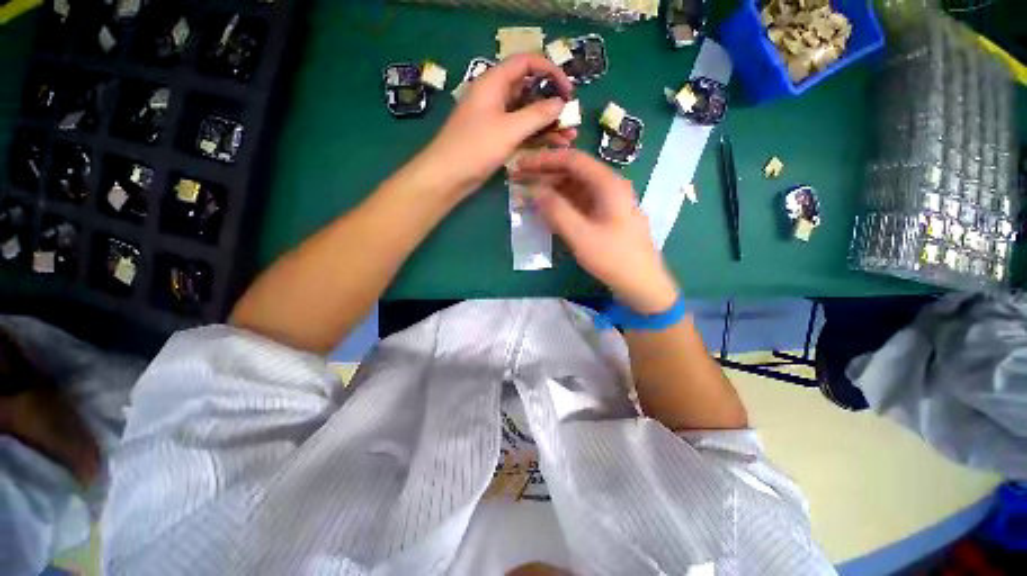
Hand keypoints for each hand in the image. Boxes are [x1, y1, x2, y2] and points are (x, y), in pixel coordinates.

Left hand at [422, 54, 576, 194]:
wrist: (448, 176)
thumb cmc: (476, 147)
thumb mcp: (509, 129)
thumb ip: (537, 115)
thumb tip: (560, 103)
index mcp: (494, 82)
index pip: (527, 63)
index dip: (550, 71)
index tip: (568, 90)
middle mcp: (495, 96)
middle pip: (529, 90)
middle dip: (552, 103)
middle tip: (571, 117)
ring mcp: (495, 119)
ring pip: (526, 114)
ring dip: (547, 124)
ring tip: (569, 137)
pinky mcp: (496, 138)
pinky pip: (520, 132)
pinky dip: (536, 137)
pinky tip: (554, 146)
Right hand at [511, 149, 679, 313]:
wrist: (641, 283)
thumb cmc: (613, 258)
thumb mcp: (580, 235)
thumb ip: (555, 211)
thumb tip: (533, 190)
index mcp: (608, 184)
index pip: (572, 160)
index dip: (544, 160)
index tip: (521, 165)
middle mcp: (610, 186)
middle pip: (574, 171)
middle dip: (546, 174)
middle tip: (520, 180)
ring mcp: (610, 201)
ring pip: (576, 187)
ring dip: (553, 189)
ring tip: (530, 196)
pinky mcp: (607, 215)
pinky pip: (581, 201)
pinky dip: (563, 203)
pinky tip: (549, 210)